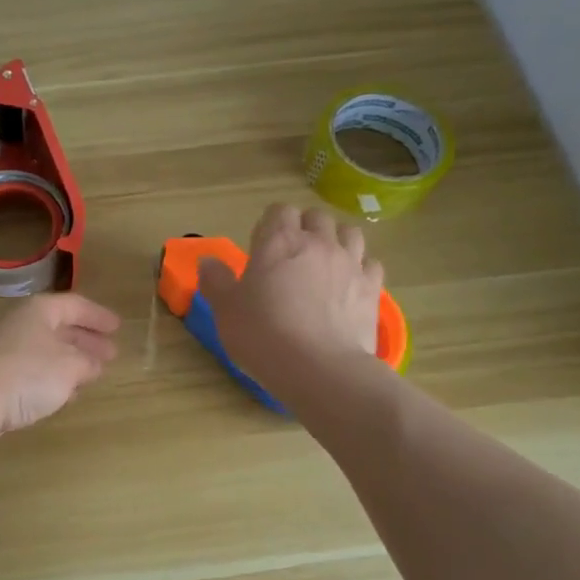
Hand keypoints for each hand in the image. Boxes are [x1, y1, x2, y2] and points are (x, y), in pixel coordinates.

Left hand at [0, 293, 120, 449]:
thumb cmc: (25, 374)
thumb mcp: (69, 366)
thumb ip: (88, 363)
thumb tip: (94, 364)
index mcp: (40, 312)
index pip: (76, 305)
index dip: (98, 316)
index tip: (118, 327)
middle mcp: (23, 326)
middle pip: (61, 328)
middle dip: (87, 341)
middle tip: (110, 354)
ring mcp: (9, 353)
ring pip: (49, 352)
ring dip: (72, 362)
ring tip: (94, 374)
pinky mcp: (0, 379)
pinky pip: (36, 374)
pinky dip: (55, 380)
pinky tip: (67, 394)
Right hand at [196, 205, 383, 396]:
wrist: (319, 368)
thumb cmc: (263, 335)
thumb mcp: (226, 310)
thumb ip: (216, 281)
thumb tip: (208, 261)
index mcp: (278, 242)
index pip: (279, 211)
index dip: (270, 225)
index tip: (261, 248)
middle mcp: (318, 243)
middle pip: (317, 217)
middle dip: (305, 228)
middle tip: (291, 255)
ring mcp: (350, 264)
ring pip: (349, 233)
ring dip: (336, 240)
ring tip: (324, 263)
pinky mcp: (372, 288)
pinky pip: (370, 263)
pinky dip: (360, 268)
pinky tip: (349, 285)